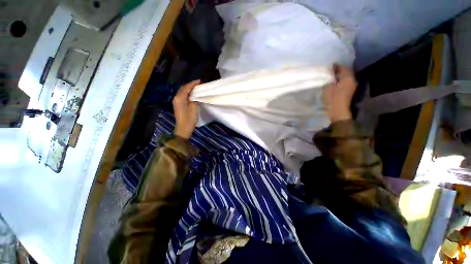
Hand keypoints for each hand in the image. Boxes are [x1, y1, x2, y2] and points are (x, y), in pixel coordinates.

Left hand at [173, 80, 199, 138]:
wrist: (183, 129)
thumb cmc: (189, 118)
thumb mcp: (194, 107)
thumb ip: (194, 99)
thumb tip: (194, 96)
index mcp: (179, 97)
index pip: (186, 87)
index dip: (193, 83)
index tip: (200, 81)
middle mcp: (176, 98)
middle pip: (183, 89)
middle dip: (190, 85)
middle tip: (198, 84)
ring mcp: (176, 102)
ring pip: (182, 92)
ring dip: (189, 89)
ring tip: (196, 88)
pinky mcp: (178, 106)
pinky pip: (183, 97)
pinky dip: (187, 94)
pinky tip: (192, 95)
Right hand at [323, 64, 356, 122]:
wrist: (337, 110)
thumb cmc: (332, 98)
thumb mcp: (328, 87)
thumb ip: (329, 79)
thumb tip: (330, 73)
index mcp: (348, 78)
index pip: (343, 68)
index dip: (337, 66)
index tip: (331, 65)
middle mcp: (352, 81)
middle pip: (346, 73)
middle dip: (339, 71)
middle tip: (331, 70)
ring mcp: (351, 87)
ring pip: (346, 78)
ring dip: (340, 76)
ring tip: (332, 76)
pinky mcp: (349, 92)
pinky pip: (345, 83)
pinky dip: (340, 81)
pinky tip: (334, 82)